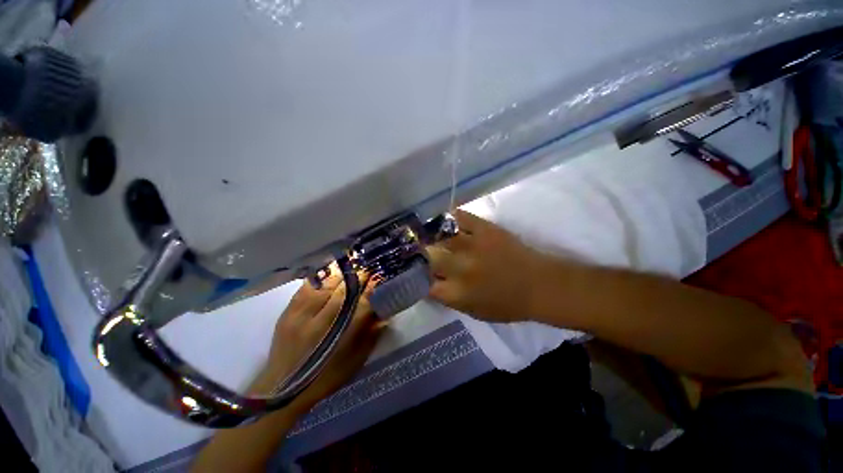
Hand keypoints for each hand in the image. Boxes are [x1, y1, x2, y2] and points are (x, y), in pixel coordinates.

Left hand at [251, 272, 382, 414]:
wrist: (283, 390)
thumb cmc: (326, 377)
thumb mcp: (354, 361)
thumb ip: (371, 335)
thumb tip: (384, 314)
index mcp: (340, 336)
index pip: (361, 303)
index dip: (371, 288)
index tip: (378, 277)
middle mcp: (321, 322)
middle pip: (344, 291)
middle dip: (357, 277)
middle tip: (366, 268)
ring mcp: (302, 316)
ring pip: (325, 286)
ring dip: (340, 274)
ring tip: (349, 265)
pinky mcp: (288, 313)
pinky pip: (305, 288)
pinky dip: (318, 277)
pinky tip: (327, 272)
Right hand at [427, 210, 549, 322]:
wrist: (540, 285)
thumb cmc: (508, 304)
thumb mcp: (474, 312)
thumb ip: (449, 299)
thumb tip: (431, 284)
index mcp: (458, 292)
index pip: (425, 283)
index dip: (418, 277)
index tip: (418, 273)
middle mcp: (461, 268)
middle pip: (429, 257)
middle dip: (421, 255)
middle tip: (419, 251)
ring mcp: (472, 245)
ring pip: (440, 236)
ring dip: (432, 236)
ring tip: (427, 234)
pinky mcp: (485, 229)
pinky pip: (460, 217)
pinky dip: (450, 217)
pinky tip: (445, 220)